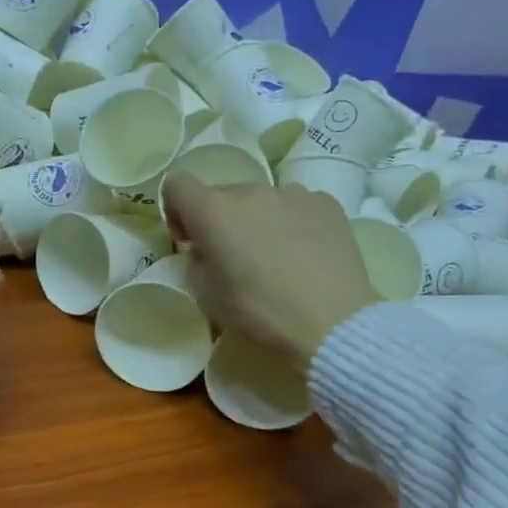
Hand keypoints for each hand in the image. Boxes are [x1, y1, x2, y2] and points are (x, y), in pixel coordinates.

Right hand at [160, 174, 379, 368]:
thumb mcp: (206, 295)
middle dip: (221, 221)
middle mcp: (251, 191)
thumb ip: (197, 261)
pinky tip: (306, 254)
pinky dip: (293, 223)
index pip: (177, 185)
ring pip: (262, 200)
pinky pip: (297, 206)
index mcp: (214, 211)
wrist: (331, 323)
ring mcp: (293, 193)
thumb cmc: (259, 312)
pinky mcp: (326, 203)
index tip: (190, 240)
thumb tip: (207, 249)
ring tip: (276, 256)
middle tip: (235, 258)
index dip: (177, 210)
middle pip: (223, 194)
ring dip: (258, 221)